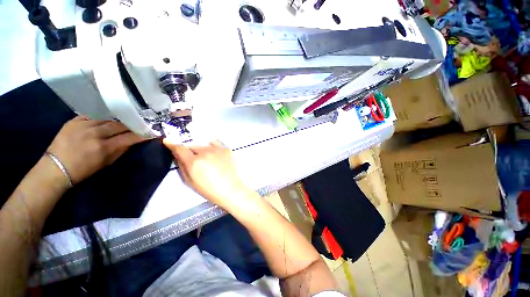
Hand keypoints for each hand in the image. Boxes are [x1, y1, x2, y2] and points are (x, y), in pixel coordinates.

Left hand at [47, 116, 146, 183]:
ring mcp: (82, 125)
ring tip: (120, 125)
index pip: (129, 137)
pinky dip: (100, 120)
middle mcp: (94, 133)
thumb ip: (120, 150)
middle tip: (136, 126)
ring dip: (115, 123)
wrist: (55, 168)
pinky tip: (103, 122)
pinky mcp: (73, 121)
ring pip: (106, 119)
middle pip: (119, 125)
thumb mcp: (106, 163)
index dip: (141, 135)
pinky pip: (92, 116)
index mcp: (103, 147)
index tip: (150, 133)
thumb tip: (131, 141)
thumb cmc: (83, 170)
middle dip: (130, 126)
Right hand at [163, 139, 249, 208]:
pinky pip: (215, 144)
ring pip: (204, 145)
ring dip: (202, 150)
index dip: (172, 145)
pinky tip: (216, 155)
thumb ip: (182, 167)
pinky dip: (212, 147)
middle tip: (196, 161)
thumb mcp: (190, 182)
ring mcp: (217, 149)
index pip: (179, 148)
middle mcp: (205, 152)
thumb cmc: (209, 190)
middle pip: (192, 146)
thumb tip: (177, 156)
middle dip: (191, 152)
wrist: (231, 189)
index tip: (168, 142)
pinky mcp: (226, 149)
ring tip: (208, 160)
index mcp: (194, 162)